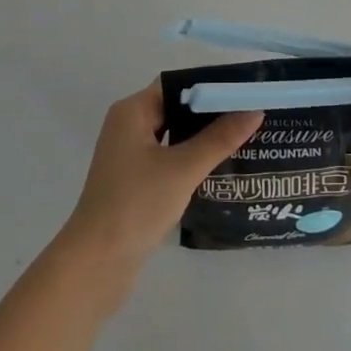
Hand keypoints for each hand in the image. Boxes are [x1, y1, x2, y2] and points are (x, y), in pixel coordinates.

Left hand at [57, 81, 262, 295]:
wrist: (96, 265)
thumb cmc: (136, 204)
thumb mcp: (183, 168)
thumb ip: (219, 138)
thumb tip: (255, 110)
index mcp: (132, 111)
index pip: (176, 85)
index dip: (209, 86)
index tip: (243, 91)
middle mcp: (128, 126)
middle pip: (176, 108)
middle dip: (211, 113)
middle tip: (250, 115)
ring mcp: (129, 155)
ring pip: (173, 135)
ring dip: (203, 138)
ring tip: (243, 138)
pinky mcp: (134, 181)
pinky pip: (168, 158)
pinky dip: (191, 159)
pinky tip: (219, 168)